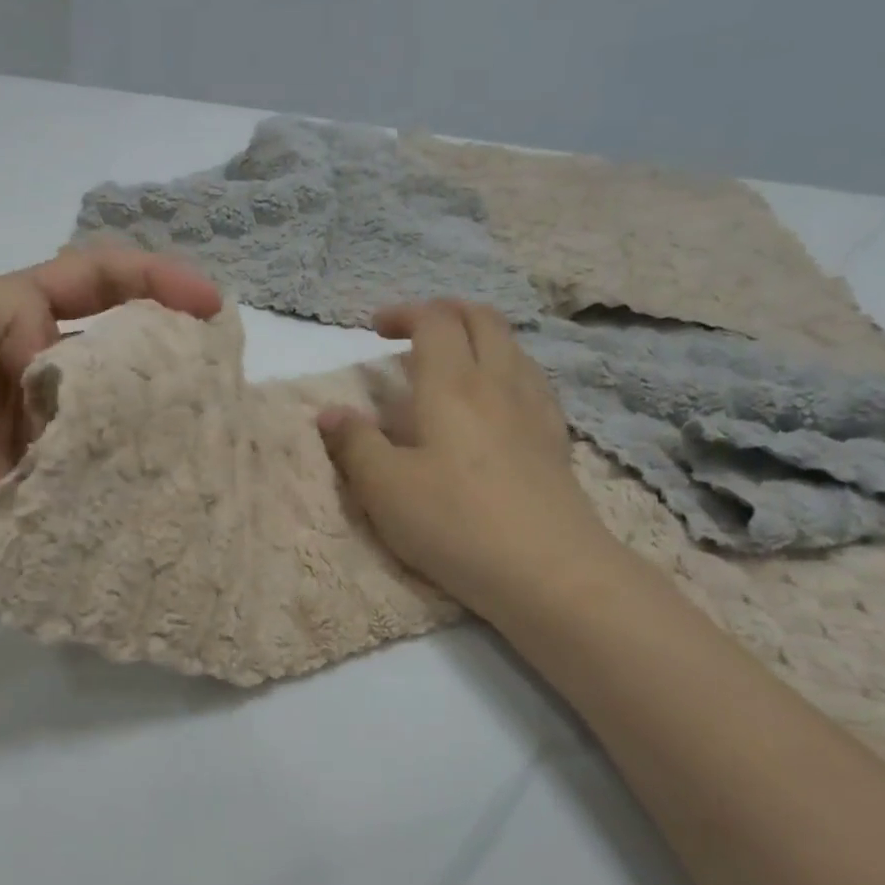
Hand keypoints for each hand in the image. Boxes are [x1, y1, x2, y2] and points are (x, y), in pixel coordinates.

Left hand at [0, 250, 221, 566]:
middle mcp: (36, 364)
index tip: (208, 301)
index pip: (96, 280)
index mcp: (14, 311)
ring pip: (113, 411)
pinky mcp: (41, 479)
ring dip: (147, 414)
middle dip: (165, 349)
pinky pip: (93, 467)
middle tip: (211, 372)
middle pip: (117, 347)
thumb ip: (13, 310)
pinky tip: (155, 471)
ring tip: (192, 425)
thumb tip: (61, 372)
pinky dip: (120, 466)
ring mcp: (41, 426)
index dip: (154, 279)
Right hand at [319, 300, 614, 608]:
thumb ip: (354, 444)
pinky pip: (531, 380)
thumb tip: (330, 413)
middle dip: (445, 312)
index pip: (433, 321)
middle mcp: (498, 383)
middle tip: (415, 331)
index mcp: (451, 385)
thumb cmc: (455, 523)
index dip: (403, 313)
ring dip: (478, 337)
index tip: (375, 329)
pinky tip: (494, 402)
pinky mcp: (555, 440)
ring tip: (452, 362)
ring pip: (512, 346)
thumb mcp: (384, 488)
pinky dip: (505, 369)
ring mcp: (534, 410)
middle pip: (481, 319)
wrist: (550, 571)